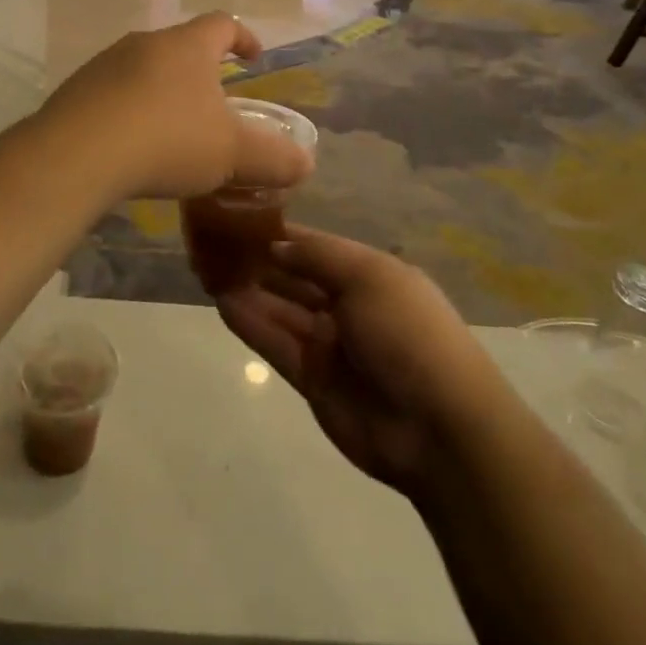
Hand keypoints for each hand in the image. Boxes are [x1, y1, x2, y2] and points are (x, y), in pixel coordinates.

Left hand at [41, 12, 312, 201]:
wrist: (77, 154)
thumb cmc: (167, 140)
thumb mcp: (232, 154)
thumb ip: (273, 158)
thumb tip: (304, 164)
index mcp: (187, 46)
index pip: (222, 23)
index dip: (243, 37)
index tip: (253, 58)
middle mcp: (145, 43)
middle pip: (180, 46)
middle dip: (201, 70)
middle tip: (214, 103)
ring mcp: (105, 64)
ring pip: (144, 69)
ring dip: (162, 91)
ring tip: (172, 129)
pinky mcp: (76, 91)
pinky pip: (113, 94)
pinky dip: (130, 111)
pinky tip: (131, 146)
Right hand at [211, 226, 501, 496]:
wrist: (439, 428)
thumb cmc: (409, 333)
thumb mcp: (369, 277)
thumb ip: (317, 256)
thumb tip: (275, 244)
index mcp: (369, 274)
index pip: (315, 247)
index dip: (280, 233)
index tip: (239, 216)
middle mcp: (347, 304)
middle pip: (294, 277)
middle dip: (258, 261)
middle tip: (212, 242)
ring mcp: (329, 343)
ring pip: (280, 309)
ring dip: (248, 290)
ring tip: (206, 268)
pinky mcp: (312, 379)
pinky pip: (276, 343)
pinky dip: (251, 324)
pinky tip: (221, 303)